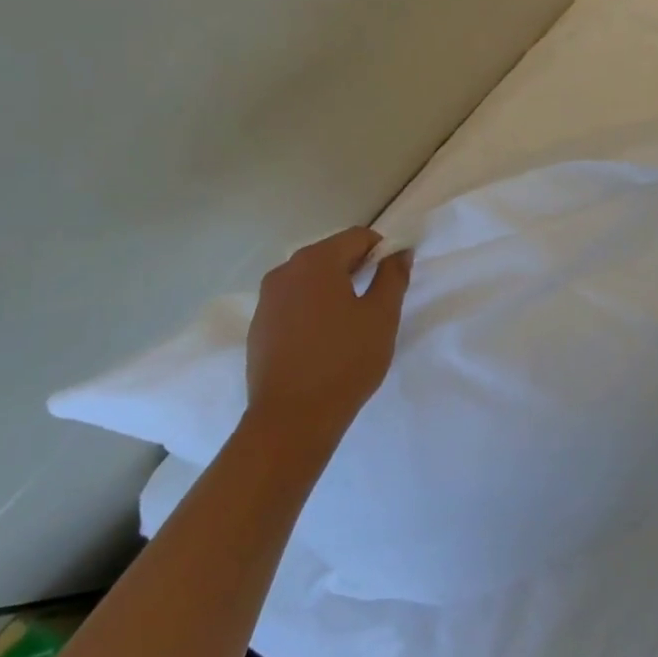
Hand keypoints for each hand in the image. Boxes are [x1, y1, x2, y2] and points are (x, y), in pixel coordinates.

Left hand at [244, 228, 412, 451]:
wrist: (292, 419)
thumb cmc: (345, 361)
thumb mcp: (382, 316)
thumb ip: (393, 276)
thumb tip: (399, 252)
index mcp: (316, 261)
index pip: (358, 237)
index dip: (383, 251)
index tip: (394, 279)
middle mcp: (286, 270)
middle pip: (331, 254)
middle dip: (357, 268)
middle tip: (377, 302)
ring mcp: (267, 299)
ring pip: (310, 279)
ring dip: (334, 289)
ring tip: (351, 323)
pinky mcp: (259, 326)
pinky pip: (293, 302)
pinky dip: (313, 308)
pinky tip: (324, 340)